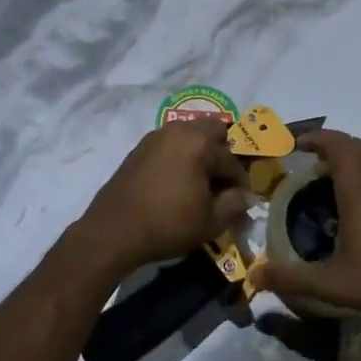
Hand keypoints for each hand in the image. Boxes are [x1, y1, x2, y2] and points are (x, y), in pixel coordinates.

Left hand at [77, 119, 252, 275]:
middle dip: (221, 154)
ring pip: (188, 136)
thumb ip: (234, 204)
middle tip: (220, 183)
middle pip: (211, 132)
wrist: (114, 230)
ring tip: (199, 184)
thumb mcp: (210, 221)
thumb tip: (247, 196)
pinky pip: (169, 146)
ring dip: (199, 154)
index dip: (240, 182)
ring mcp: (154, 137)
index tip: (241, 201)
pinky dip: (179, 158)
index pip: (231, 158)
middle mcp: (178, 130)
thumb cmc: (168, 223)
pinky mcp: (138, 149)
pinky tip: (176, 183)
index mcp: (199, 141)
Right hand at [255, 130, 360, 320]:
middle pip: (359, 144)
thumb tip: (254, 277)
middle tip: (318, 162)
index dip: (316, 138)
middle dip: (336, 145)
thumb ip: (293, 279)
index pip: (336, 144)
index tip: (299, 144)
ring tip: (349, 174)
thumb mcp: (334, 284)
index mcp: (359, 187)